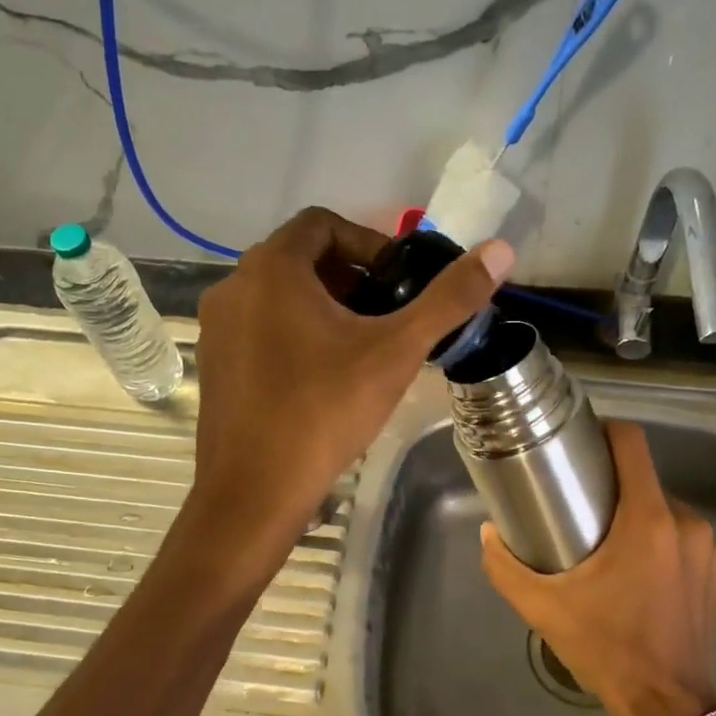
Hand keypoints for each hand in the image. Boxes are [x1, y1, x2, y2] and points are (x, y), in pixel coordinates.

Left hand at [192, 207, 511, 547]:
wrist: (255, 491)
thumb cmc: (324, 411)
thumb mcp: (396, 352)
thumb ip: (449, 299)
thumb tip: (501, 250)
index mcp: (272, 268)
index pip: (323, 224)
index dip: (369, 244)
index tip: (400, 283)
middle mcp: (234, 286)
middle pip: (302, 260)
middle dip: (351, 281)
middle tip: (389, 318)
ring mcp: (217, 328)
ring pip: (280, 297)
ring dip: (325, 309)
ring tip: (362, 350)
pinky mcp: (214, 364)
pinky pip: (260, 329)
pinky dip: (295, 335)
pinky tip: (323, 379)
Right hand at [481, 420, 715, 715]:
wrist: (666, 702)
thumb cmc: (605, 647)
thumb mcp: (543, 607)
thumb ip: (506, 566)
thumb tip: (488, 533)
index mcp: (647, 520)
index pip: (632, 444)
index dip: (606, 432)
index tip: (581, 445)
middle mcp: (685, 522)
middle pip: (644, 480)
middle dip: (613, 487)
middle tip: (580, 509)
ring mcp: (706, 547)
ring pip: (664, 509)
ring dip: (636, 517)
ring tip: (606, 544)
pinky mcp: (715, 571)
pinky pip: (682, 537)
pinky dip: (659, 542)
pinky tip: (637, 574)